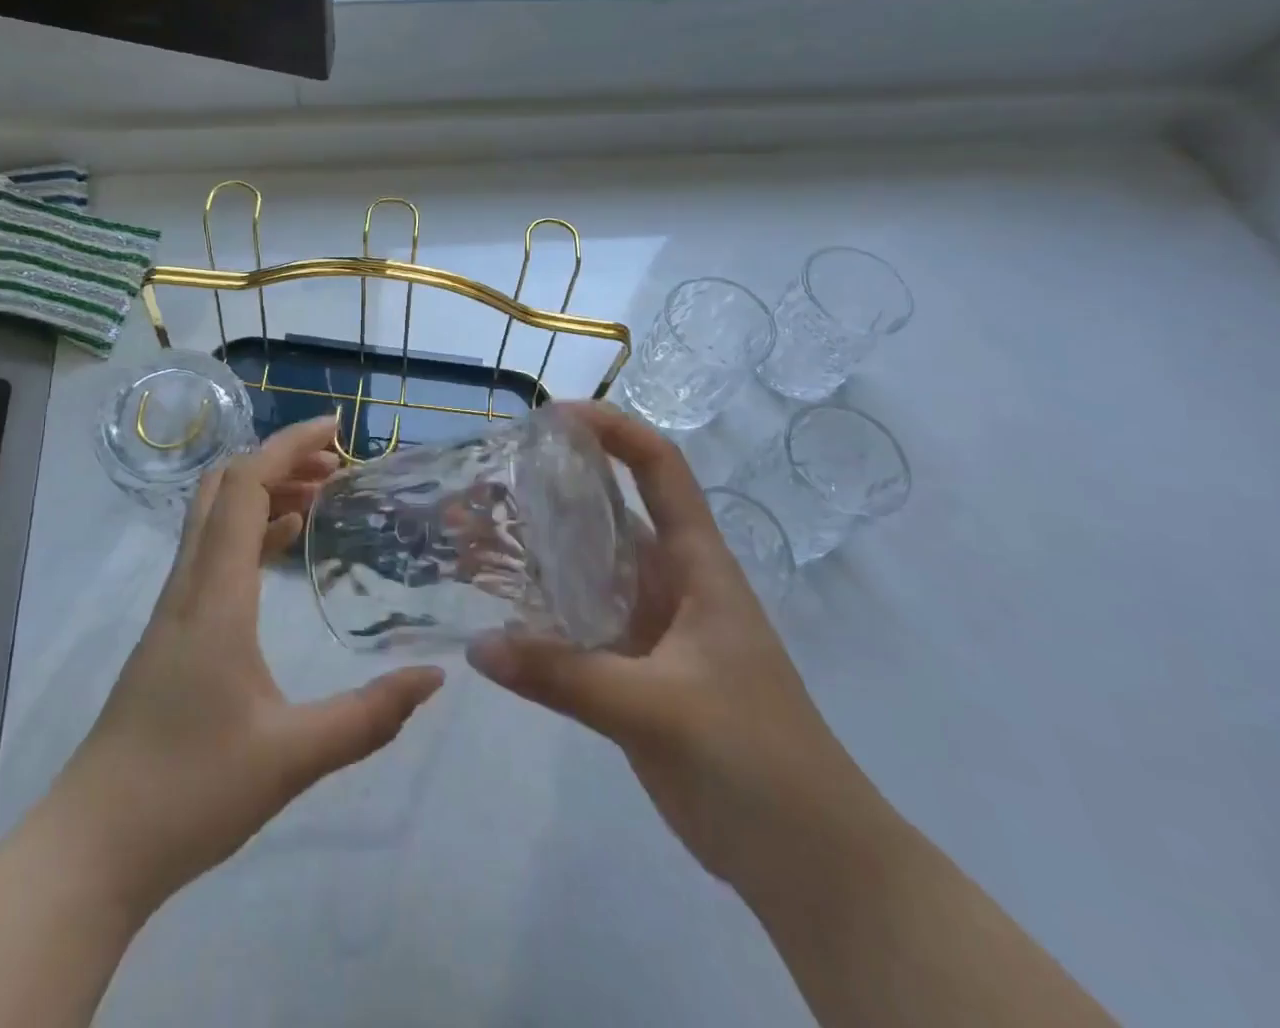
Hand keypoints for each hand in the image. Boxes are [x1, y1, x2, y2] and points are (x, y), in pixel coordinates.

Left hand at [52, 415, 444, 914]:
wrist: (93, 846)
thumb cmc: (190, 792)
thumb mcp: (293, 757)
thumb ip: (369, 716)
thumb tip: (433, 678)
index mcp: (215, 594)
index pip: (246, 486)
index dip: (289, 446)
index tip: (337, 429)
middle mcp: (190, 584)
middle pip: (224, 487)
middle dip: (280, 460)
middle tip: (337, 466)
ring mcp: (174, 606)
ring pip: (215, 517)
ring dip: (265, 491)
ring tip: (322, 496)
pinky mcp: (172, 630)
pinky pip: (213, 552)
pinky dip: (251, 529)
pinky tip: (284, 546)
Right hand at [467, 403, 879, 888]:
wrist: (810, 862)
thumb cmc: (757, 762)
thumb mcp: (660, 711)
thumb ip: (566, 676)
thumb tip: (478, 647)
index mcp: (697, 566)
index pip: (660, 469)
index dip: (614, 430)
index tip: (553, 416)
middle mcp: (670, 581)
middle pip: (607, 513)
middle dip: (549, 487)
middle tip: (483, 478)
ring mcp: (649, 625)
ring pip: (585, 567)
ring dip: (533, 547)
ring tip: (469, 531)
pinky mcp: (631, 668)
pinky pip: (575, 621)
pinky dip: (536, 608)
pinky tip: (491, 606)